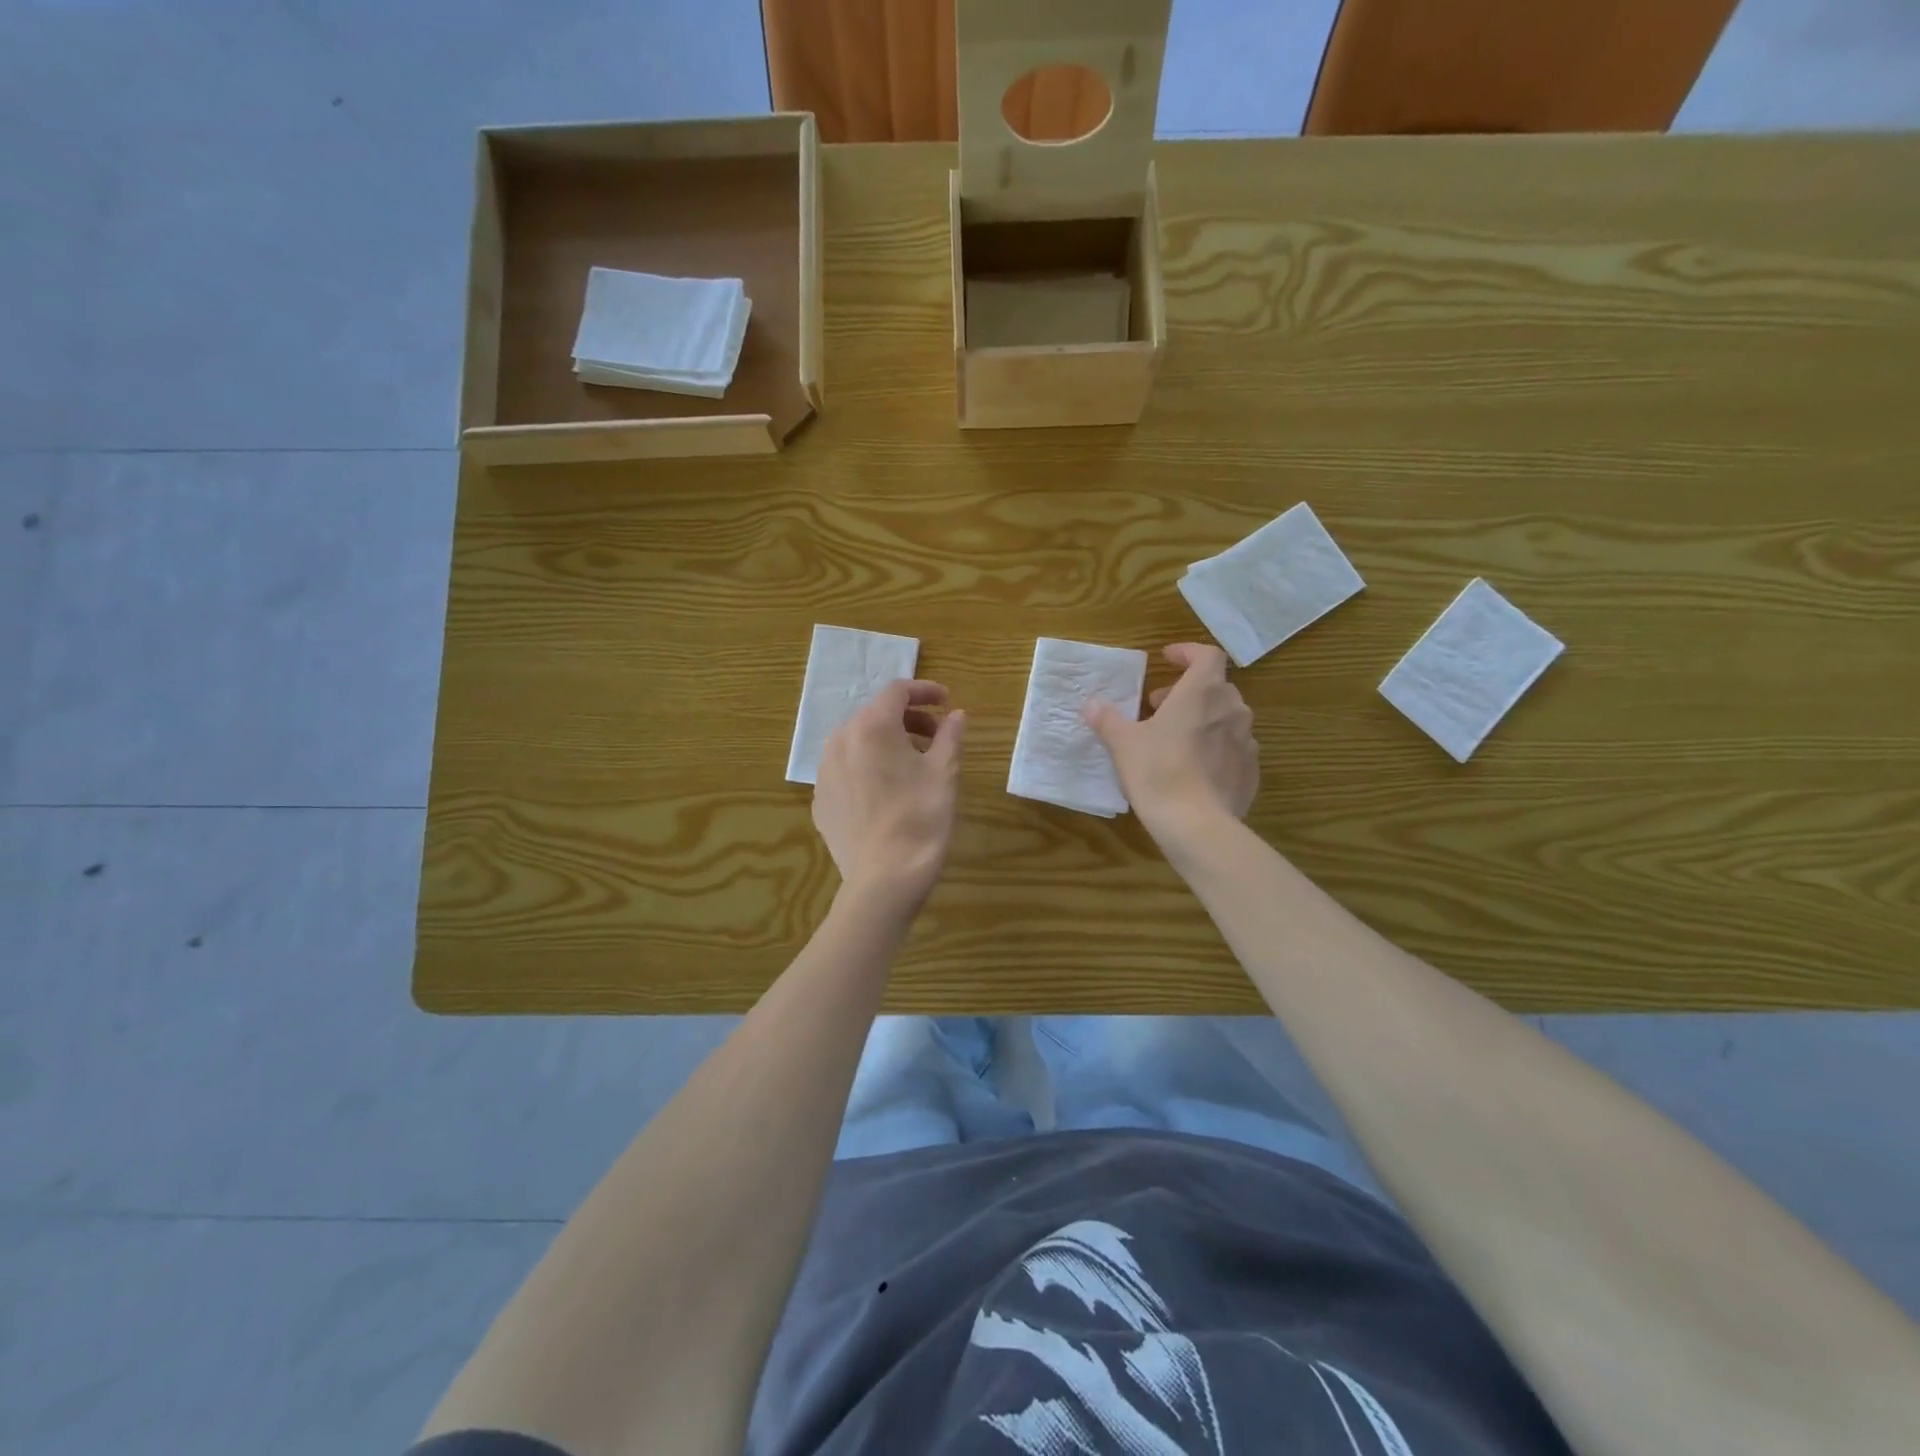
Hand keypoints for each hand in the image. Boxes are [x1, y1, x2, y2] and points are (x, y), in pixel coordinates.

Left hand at [813, 680, 966, 911]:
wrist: (884, 879)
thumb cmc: (920, 819)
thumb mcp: (944, 773)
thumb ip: (950, 736)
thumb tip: (957, 715)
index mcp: (871, 727)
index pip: (897, 691)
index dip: (924, 691)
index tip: (946, 702)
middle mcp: (840, 741)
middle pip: (875, 715)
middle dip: (908, 718)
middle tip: (936, 736)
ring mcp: (824, 772)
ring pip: (857, 742)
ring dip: (886, 742)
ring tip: (913, 763)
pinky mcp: (820, 800)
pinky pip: (845, 771)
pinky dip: (867, 768)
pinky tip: (887, 791)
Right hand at [1084, 643, 1257, 840]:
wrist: (1197, 825)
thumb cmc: (1158, 772)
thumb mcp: (1124, 744)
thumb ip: (1108, 719)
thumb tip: (1092, 704)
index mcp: (1202, 692)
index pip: (1207, 655)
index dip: (1188, 652)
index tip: (1167, 658)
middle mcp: (1232, 709)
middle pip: (1215, 687)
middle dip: (1188, 691)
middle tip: (1159, 706)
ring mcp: (1247, 741)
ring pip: (1226, 718)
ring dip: (1203, 719)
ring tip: (1175, 738)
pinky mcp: (1251, 770)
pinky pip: (1234, 748)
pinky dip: (1215, 747)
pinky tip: (1193, 769)